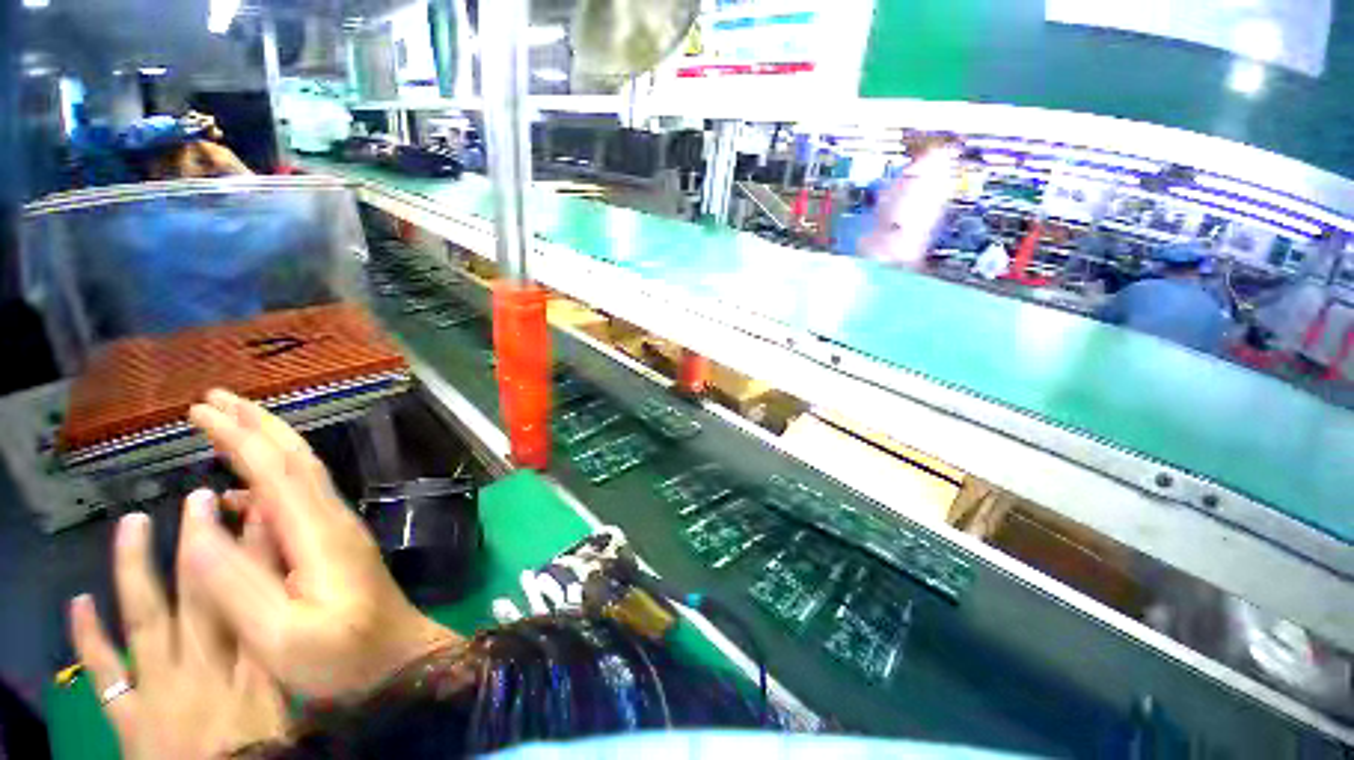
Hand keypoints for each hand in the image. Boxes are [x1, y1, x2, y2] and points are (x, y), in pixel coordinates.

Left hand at [69, 493, 288, 759]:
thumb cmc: (265, 755)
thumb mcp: (292, 713)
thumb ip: (292, 665)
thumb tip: (311, 617)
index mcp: (251, 669)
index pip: (255, 596)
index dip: (258, 549)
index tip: (259, 509)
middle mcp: (203, 668)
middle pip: (201, 596)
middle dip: (201, 544)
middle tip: (199, 498)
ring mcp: (158, 688)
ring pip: (145, 618)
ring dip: (136, 569)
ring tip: (133, 523)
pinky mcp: (128, 714)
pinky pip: (104, 671)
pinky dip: (87, 636)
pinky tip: (78, 601)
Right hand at [181, 389, 457, 698]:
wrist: (399, 657)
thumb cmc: (344, 655)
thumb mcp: (282, 635)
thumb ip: (239, 583)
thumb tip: (200, 522)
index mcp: (319, 532)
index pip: (276, 468)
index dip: (239, 436)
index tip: (200, 410)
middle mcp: (333, 518)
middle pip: (296, 458)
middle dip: (257, 424)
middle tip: (214, 399)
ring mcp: (338, 528)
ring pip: (300, 473)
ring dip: (264, 445)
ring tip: (225, 429)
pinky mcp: (335, 543)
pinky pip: (298, 499)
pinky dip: (267, 483)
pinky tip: (238, 497)